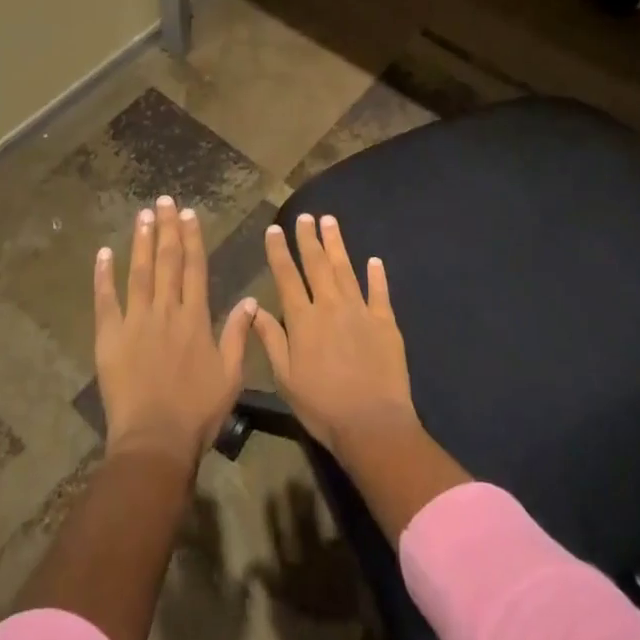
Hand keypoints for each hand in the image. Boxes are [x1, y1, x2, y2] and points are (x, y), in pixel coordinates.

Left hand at [94, 195, 256, 471]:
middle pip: (167, 262)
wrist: (155, 440)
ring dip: (141, 241)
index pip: (194, 268)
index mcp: (195, 318)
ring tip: (143, 215)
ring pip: (139, 272)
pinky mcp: (110, 336)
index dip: (192, 239)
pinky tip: (104, 253)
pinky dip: (103, 276)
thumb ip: (239, 335)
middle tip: (165, 201)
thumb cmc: (197, 412)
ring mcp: (135, 321)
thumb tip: (251, 300)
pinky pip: (106, 300)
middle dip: (167, 229)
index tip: (190, 215)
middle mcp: (166, 310)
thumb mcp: (231, 375)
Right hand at [252, 214, 418, 460]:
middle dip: (308, 238)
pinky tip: (374, 260)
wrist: (372, 424)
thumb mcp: (285, 378)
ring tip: (329, 221)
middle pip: (317, 264)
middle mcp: (330, 306)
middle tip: (304, 216)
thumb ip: (271, 339)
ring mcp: (360, 310)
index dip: (279, 251)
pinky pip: (379, 292)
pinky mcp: (385, 322)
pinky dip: (376, 275)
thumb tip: (254, 307)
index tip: (274, 229)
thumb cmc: (322, 406)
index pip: (286, 276)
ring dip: (336, 244)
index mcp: (303, 320)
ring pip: (346, 269)